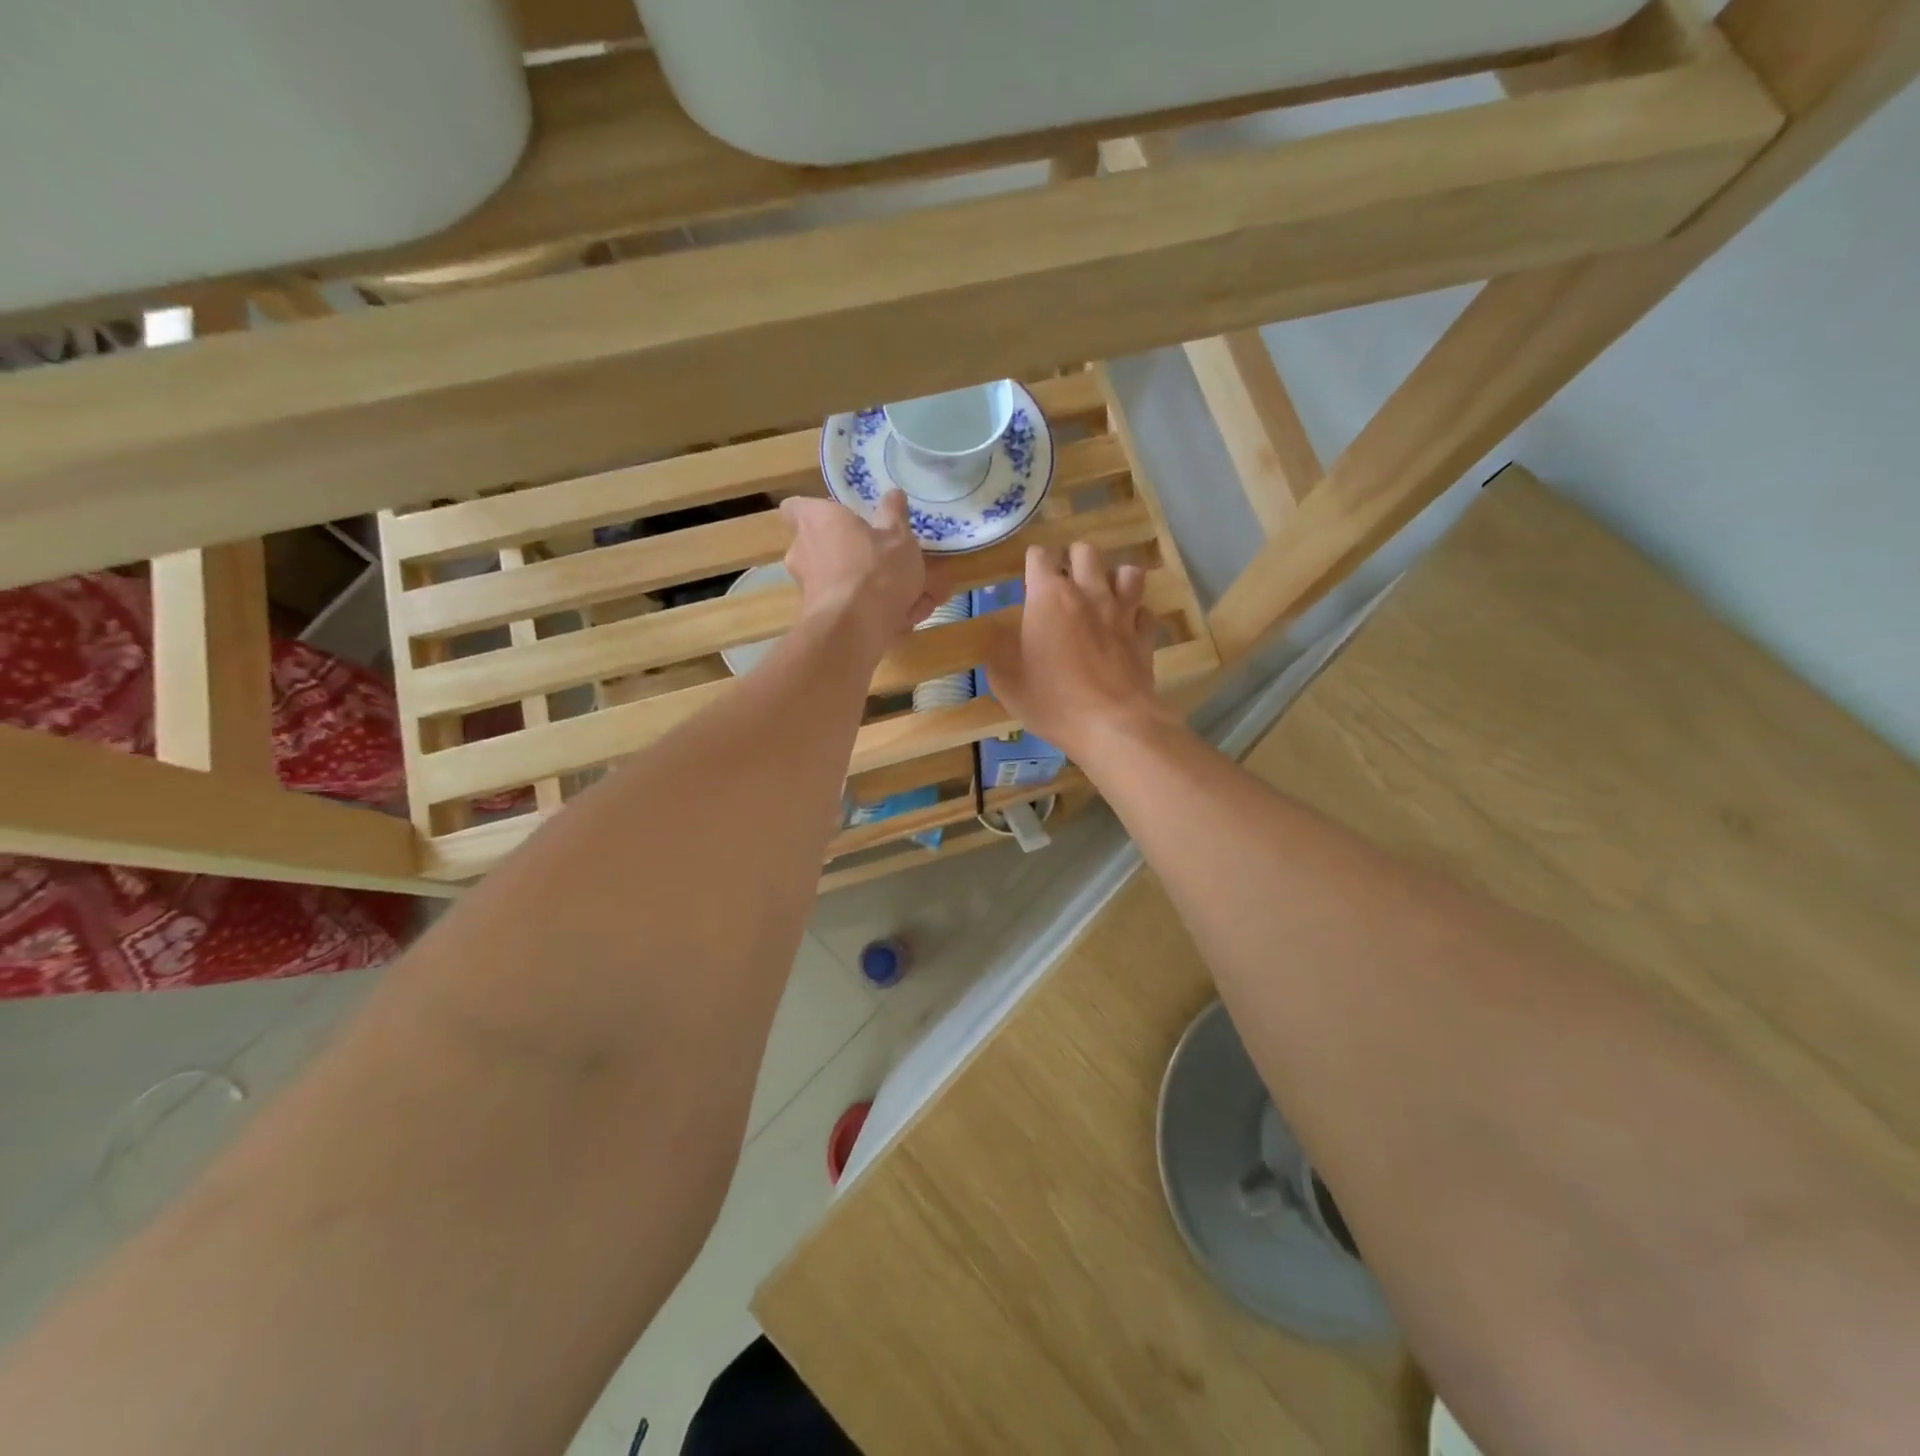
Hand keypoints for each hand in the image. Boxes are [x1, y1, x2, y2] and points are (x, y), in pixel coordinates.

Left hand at [781, 491, 945, 656]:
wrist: (854, 629)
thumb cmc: (875, 569)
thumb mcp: (898, 537)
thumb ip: (894, 515)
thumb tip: (893, 494)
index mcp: (816, 520)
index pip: (795, 507)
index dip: (814, 511)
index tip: (839, 518)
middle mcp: (802, 551)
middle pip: (818, 546)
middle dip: (846, 554)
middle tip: (879, 559)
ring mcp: (806, 588)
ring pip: (836, 581)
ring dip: (862, 587)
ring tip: (903, 596)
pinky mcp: (816, 618)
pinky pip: (845, 608)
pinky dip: (867, 611)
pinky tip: (901, 619)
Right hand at [982, 541, 1174, 761]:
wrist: (1111, 725)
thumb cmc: (1052, 700)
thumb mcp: (1006, 680)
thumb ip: (997, 648)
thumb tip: (997, 631)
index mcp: (1049, 597)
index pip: (1041, 556)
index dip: (1034, 561)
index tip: (1030, 576)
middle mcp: (1089, 593)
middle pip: (1085, 551)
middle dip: (1073, 559)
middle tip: (1065, 581)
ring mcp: (1122, 612)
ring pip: (1126, 571)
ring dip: (1112, 577)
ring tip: (1102, 595)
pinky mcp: (1144, 635)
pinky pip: (1144, 611)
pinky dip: (1135, 614)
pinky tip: (1126, 627)